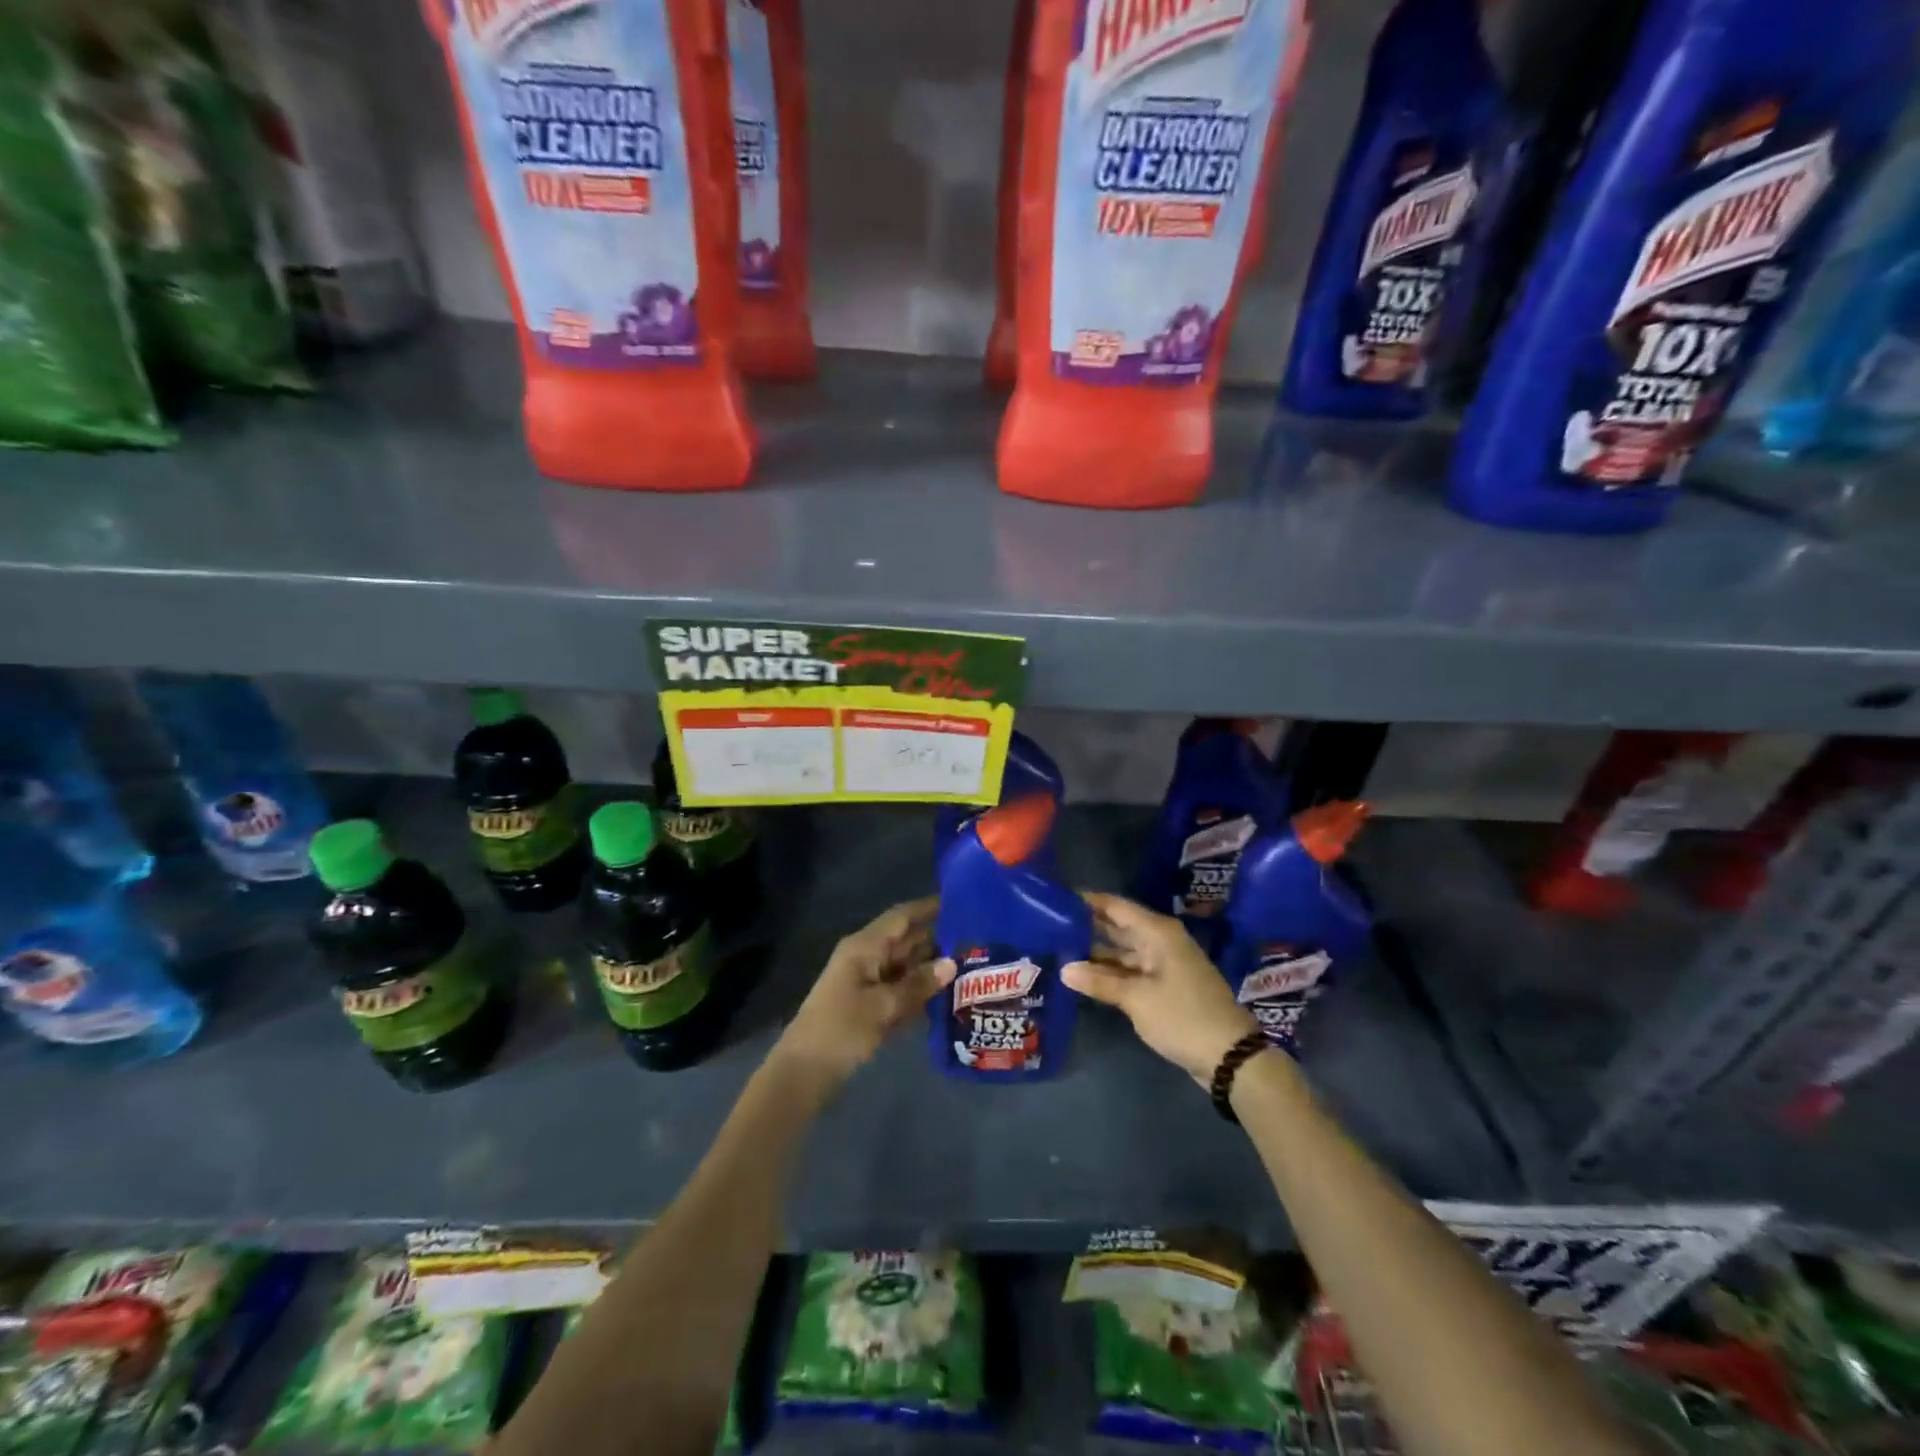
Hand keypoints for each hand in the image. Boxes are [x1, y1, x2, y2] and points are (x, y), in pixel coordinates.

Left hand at [777, 898, 952, 1087]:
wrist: (804, 1072)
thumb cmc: (841, 1030)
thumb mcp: (883, 1007)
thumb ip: (918, 984)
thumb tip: (952, 963)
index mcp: (865, 946)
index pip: (901, 917)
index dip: (929, 908)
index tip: (961, 902)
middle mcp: (866, 956)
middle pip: (906, 940)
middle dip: (937, 939)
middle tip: (975, 940)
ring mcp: (866, 981)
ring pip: (905, 965)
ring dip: (931, 966)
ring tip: (969, 966)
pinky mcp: (868, 1003)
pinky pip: (899, 987)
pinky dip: (919, 989)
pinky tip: (946, 996)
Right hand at [1064, 893, 1258, 1085]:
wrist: (1230, 1055)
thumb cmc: (1182, 1016)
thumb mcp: (1136, 998)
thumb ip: (1099, 981)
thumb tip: (1064, 969)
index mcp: (1157, 932)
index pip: (1116, 906)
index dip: (1088, 901)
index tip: (1057, 899)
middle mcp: (1160, 941)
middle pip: (1118, 926)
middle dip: (1088, 926)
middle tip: (1050, 925)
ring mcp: (1163, 964)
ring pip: (1123, 951)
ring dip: (1096, 952)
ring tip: (1059, 949)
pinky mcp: (1164, 986)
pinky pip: (1130, 970)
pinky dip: (1110, 972)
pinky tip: (1084, 976)